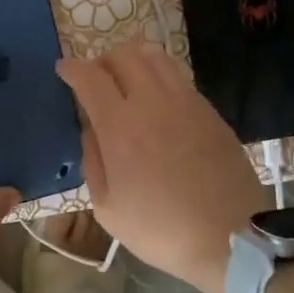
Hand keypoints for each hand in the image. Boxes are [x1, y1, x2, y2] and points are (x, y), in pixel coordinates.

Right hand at [57, 40, 269, 292]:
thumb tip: (90, 130)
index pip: (89, 77)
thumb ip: (92, 161)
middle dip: (102, 60)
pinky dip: (159, 76)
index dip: (72, 68)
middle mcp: (151, 101)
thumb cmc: (161, 229)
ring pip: (154, 57)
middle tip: (96, 79)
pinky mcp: (209, 110)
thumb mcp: (108, 208)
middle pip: (123, 54)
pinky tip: (157, 100)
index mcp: (119, 126)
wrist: (230, 237)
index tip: (63, 70)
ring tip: (127, 80)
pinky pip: (177, 77)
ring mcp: (185, 101)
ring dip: (133, 60)